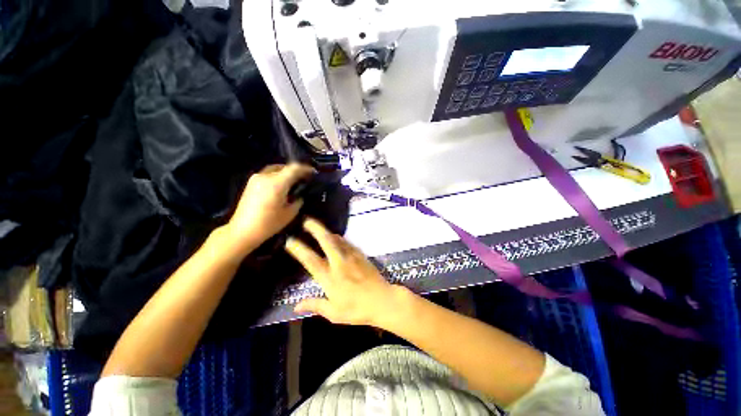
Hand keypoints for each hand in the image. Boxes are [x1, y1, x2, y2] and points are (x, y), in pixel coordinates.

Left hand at [224, 164, 313, 256]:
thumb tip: (300, 194)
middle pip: (284, 167)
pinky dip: (277, 176)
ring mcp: (256, 178)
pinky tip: (282, 186)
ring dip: (285, 173)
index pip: (294, 168)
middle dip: (295, 170)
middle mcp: (265, 176)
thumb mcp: (290, 213)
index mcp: (277, 183)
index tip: (313, 172)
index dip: (305, 168)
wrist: (243, 231)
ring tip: (293, 181)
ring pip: (275, 169)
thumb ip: (298, 200)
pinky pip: (268, 174)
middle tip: (304, 178)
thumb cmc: (269, 223)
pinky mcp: (251, 183)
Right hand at [285, 218, 409, 326]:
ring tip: (320, 228)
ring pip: (337, 239)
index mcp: (330, 278)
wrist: (383, 300)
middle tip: (306, 221)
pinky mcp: (361, 255)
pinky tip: (337, 238)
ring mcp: (351, 257)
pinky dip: (340, 239)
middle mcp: (339, 263)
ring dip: (327, 232)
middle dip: (315, 229)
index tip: (290, 241)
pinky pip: (348, 243)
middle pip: (326, 241)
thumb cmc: (357, 310)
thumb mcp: (334, 313)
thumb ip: (315, 305)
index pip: (310, 260)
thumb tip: (296, 306)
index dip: (299, 249)